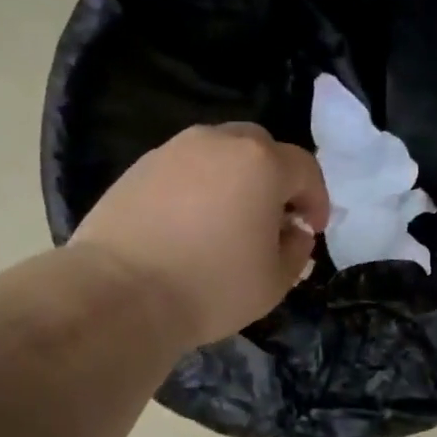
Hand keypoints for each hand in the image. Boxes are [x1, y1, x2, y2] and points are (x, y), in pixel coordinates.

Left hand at [69, 124, 329, 349]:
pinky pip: (184, 169)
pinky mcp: (138, 168)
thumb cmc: (212, 287)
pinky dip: (197, 187)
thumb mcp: (275, 281)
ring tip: (228, 220)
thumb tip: (293, 231)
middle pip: (260, 148)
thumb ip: (297, 250)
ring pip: (218, 154)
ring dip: (234, 180)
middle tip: (272, 218)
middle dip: (275, 179)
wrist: (121, 294)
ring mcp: (173, 150)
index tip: (311, 229)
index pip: (304, 169)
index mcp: (261, 163)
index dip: (315, 199)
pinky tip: (189, 224)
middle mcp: (218, 142)